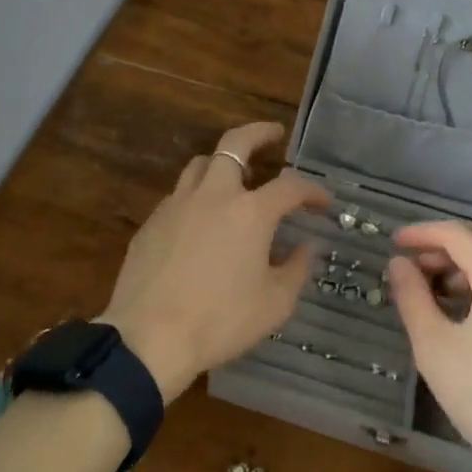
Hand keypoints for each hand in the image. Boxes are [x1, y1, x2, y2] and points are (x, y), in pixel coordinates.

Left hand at [101, 123, 329, 402]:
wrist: (148, 338)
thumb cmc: (220, 322)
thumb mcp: (274, 304)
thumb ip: (295, 269)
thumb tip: (305, 247)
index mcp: (250, 212)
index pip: (290, 186)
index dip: (312, 190)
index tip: (323, 202)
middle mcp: (214, 195)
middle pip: (235, 143)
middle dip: (259, 133)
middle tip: (274, 135)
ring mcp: (178, 204)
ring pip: (202, 163)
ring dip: (223, 160)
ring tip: (235, 173)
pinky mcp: (152, 222)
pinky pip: (179, 194)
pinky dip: (198, 194)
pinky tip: (201, 218)